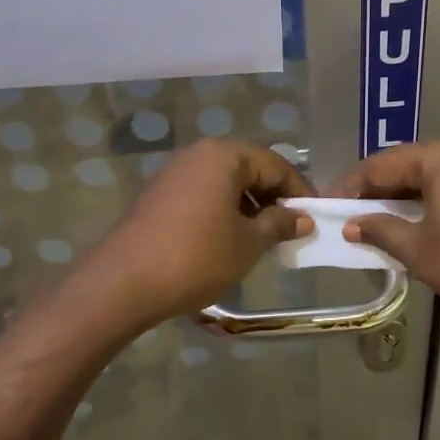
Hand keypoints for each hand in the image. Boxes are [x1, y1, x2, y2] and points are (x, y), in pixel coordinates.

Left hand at [73, 139, 314, 330]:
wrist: (123, 284)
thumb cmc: (197, 257)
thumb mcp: (248, 243)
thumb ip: (279, 224)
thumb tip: (302, 218)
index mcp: (224, 156)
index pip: (275, 164)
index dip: (300, 190)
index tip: (315, 217)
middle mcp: (198, 155)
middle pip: (249, 169)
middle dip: (274, 197)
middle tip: (291, 229)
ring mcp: (174, 174)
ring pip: (225, 183)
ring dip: (249, 206)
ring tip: (264, 238)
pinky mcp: (159, 196)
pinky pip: (204, 195)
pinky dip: (224, 211)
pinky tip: (230, 240)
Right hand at [332, 141, 439, 324]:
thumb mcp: (418, 249)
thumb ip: (380, 230)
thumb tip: (352, 225)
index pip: (382, 164)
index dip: (351, 184)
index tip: (327, 205)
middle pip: (407, 165)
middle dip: (376, 190)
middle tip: (349, 213)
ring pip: (430, 177)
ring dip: (401, 198)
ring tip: (375, 221)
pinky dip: (427, 202)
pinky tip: (414, 223)